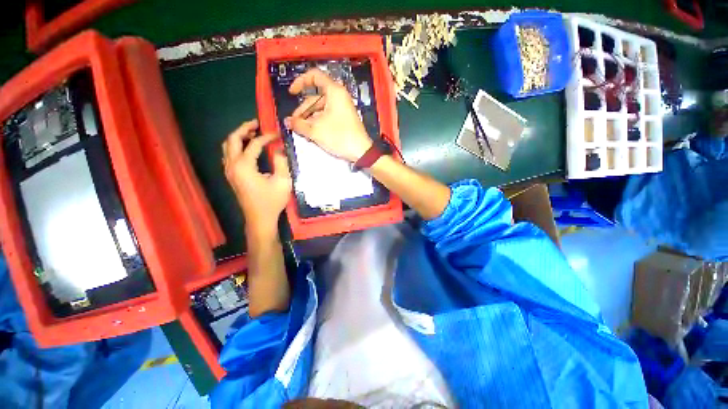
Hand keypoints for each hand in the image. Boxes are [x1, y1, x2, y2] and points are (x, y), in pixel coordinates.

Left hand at [222, 119, 291, 235]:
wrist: (260, 218)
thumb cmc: (272, 201)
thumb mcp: (283, 182)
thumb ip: (282, 162)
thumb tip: (279, 149)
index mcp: (244, 166)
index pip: (254, 144)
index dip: (267, 137)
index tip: (278, 134)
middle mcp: (232, 165)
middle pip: (233, 139)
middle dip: (245, 128)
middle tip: (258, 124)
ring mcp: (229, 170)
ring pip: (228, 146)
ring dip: (239, 136)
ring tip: (253, 133)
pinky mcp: (231, 175)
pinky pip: (229, 154)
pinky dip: (237, 146)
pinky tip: (248, 148)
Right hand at [284, 69, 372, 161]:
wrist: (360, 151)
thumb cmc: (339, 136)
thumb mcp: (316, 130)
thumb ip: (299, 124)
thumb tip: (287, 122)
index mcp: (334, 91)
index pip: (314, 76)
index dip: (300, 82)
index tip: (292, 93)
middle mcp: (339, 96)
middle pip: (315, 97)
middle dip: (303, 110)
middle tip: (295, 123)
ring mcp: (342, 108)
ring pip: (321, 108)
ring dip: (309, 118)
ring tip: (301, 130)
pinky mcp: (344, 118)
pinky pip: (327, 115)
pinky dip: (318, 122)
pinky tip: (311, 132)